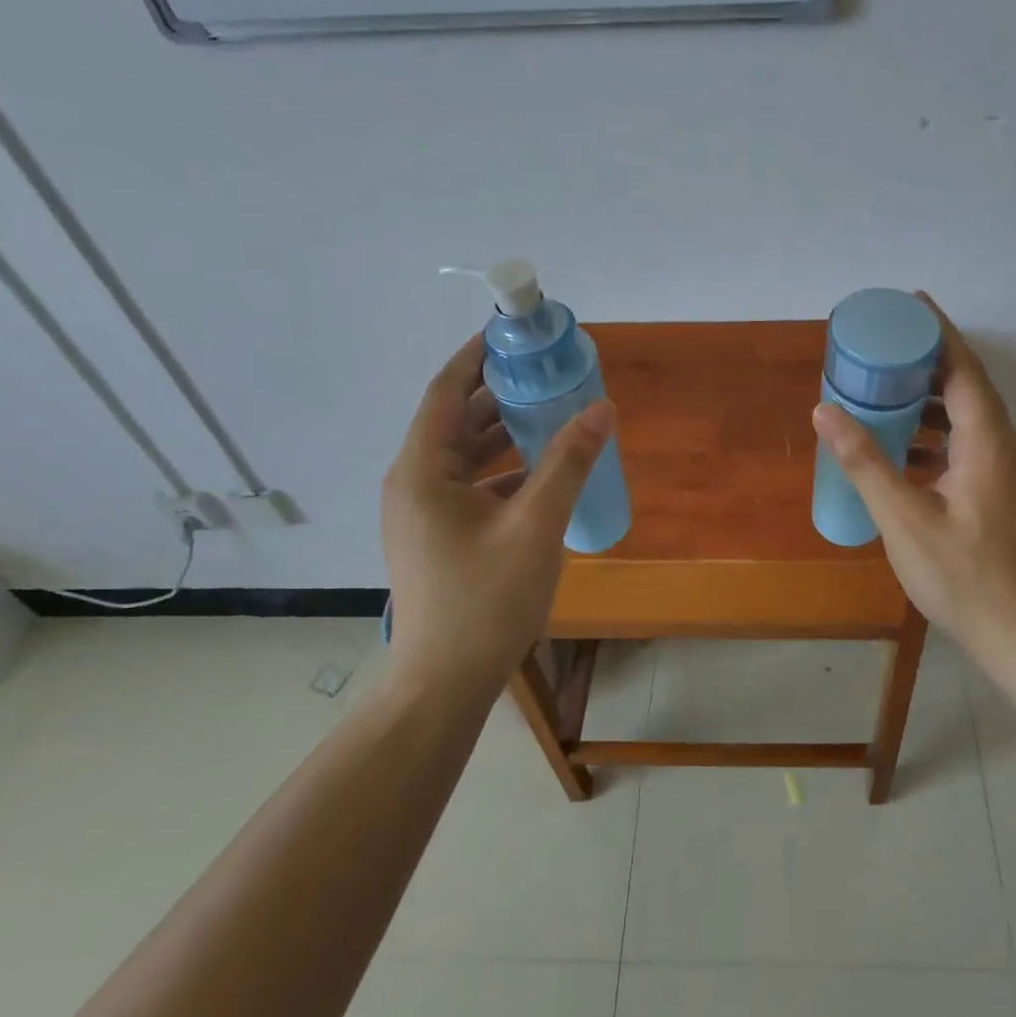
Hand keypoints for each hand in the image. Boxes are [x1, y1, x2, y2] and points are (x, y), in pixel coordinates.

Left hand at [381, 335, 613, 686]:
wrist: (446, 683)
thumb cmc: (485, 600)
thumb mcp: (535, 526)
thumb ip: (568, 463)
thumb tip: (601, 408)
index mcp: (422, 471)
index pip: (446, 392)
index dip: (477, 357)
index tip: (511, 333)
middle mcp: (415, 484)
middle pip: (456, 421)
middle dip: (500, 393)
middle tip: (546, 373)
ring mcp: (424, 514)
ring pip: (465, 456)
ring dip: (505, 433)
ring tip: (552, 413)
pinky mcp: (438, 537)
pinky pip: (471, 486)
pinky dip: (504, 471)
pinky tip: (543, 473)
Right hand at [811, 296, 1015, 645]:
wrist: (1012, 630)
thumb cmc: (959, 574)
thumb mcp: (903, 517)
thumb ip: (864, 461)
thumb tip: (825, 410)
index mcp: (987, 443)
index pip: (965, 369)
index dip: (939, 332)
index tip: (911, 304)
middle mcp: (1004, 447)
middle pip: (969, 386)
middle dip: (930, 360)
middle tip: (886, 345)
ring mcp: (1005, 471)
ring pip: (968, 416)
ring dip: (931, 398)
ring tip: (888, 388)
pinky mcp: (998, 491)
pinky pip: (967, 443)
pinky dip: (935, 432)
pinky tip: (903, 446)